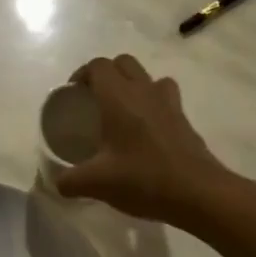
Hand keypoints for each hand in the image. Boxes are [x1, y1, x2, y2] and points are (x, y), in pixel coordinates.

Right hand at [56, 55, 231, 225]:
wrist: (198, 193)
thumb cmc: (143, 179)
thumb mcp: (96, 183)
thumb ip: (69, 181)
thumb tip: (57, 183)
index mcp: (118, 97)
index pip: (98, 66)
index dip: (82, 74)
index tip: (73, 94)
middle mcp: (143, 91)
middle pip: (123, 63)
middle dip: (106, 74)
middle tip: (94, 99)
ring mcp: (168, 103)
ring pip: (147, 76)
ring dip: (132, 84)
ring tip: (122, 110)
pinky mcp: (184, 119)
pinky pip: (165, 96)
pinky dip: (152, 103)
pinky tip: (146, 130)